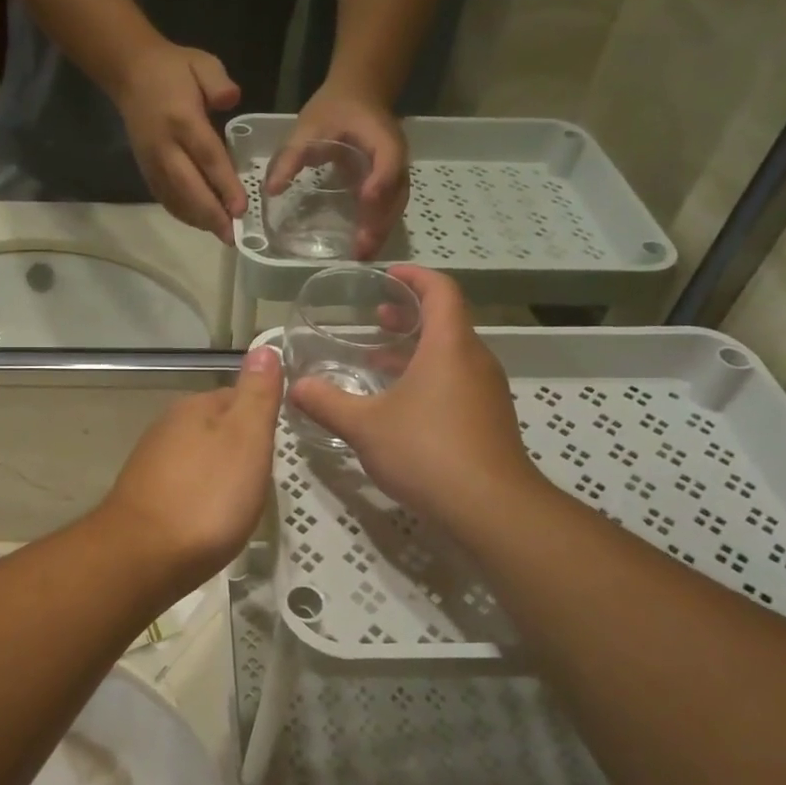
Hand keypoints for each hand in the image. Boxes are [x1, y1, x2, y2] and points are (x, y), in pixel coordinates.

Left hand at [100, 345, 282, 585]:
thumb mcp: (246, 439)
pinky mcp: (144, 497)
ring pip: (199, 457)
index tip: (279, 444)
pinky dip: (201, 497)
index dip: (262, 418)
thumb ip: (257, 394)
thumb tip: (264, 346)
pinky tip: (210, 518)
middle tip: (265, 477)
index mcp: (194, 408)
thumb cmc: (206, 497)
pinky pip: (184, 486)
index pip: (238, 396)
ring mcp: (151, 463)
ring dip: (220, 473)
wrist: (143, 557)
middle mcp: (167, 427)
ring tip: (241, 501)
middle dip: (240, 447)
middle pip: (216, 428)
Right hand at [115, 43, 246, 240]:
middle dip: (211, 214)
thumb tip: (232, 100)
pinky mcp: (145, 169)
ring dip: (198, 219)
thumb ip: (219, 82)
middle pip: (189, 187)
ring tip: (221, 234)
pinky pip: (164, 197)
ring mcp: (152, 161)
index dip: (224, 185)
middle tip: (232, 236)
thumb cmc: (173, 69)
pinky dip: (182, 213)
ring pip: (175, 198)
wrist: (130, 73)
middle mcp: (165, 146)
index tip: (241, 208)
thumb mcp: (201, 62)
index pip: (207, 157)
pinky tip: (200, 222)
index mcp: (182, 119)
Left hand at [266, 85, 408, 257]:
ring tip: (363, 256)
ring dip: (381, 230)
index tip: (365, 199)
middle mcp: (395, 156)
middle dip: (380, 221)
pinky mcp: (388, 183)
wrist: (358, 95)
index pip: (387, 160)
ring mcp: (395, 171)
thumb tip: (271, 190)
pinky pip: (388, 207)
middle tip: (362, 249)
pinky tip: (363, 246)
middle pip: (395, 192)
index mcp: (381, 136)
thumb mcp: (308, 127)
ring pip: (395, 204)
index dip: (379, 180)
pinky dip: (378, 226)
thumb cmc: (333, 109)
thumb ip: (291, 156)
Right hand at [289, 266, 545, 529]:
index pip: (441, 291)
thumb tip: (294, 388)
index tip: (388, 275)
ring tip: (378, 359)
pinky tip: (399, 404)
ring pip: (451, 354)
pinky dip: (428, 376)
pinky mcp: (488, 419)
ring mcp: (486, 391)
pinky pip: (457, 381)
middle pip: (447, 321)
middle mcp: (474, 360)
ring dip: (416, 349)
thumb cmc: (427, 452)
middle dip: (410, 314)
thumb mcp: (365, 427)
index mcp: (449, 347)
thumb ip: (327, 403)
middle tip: (375, 317)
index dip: (415, 276)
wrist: (491, 509)